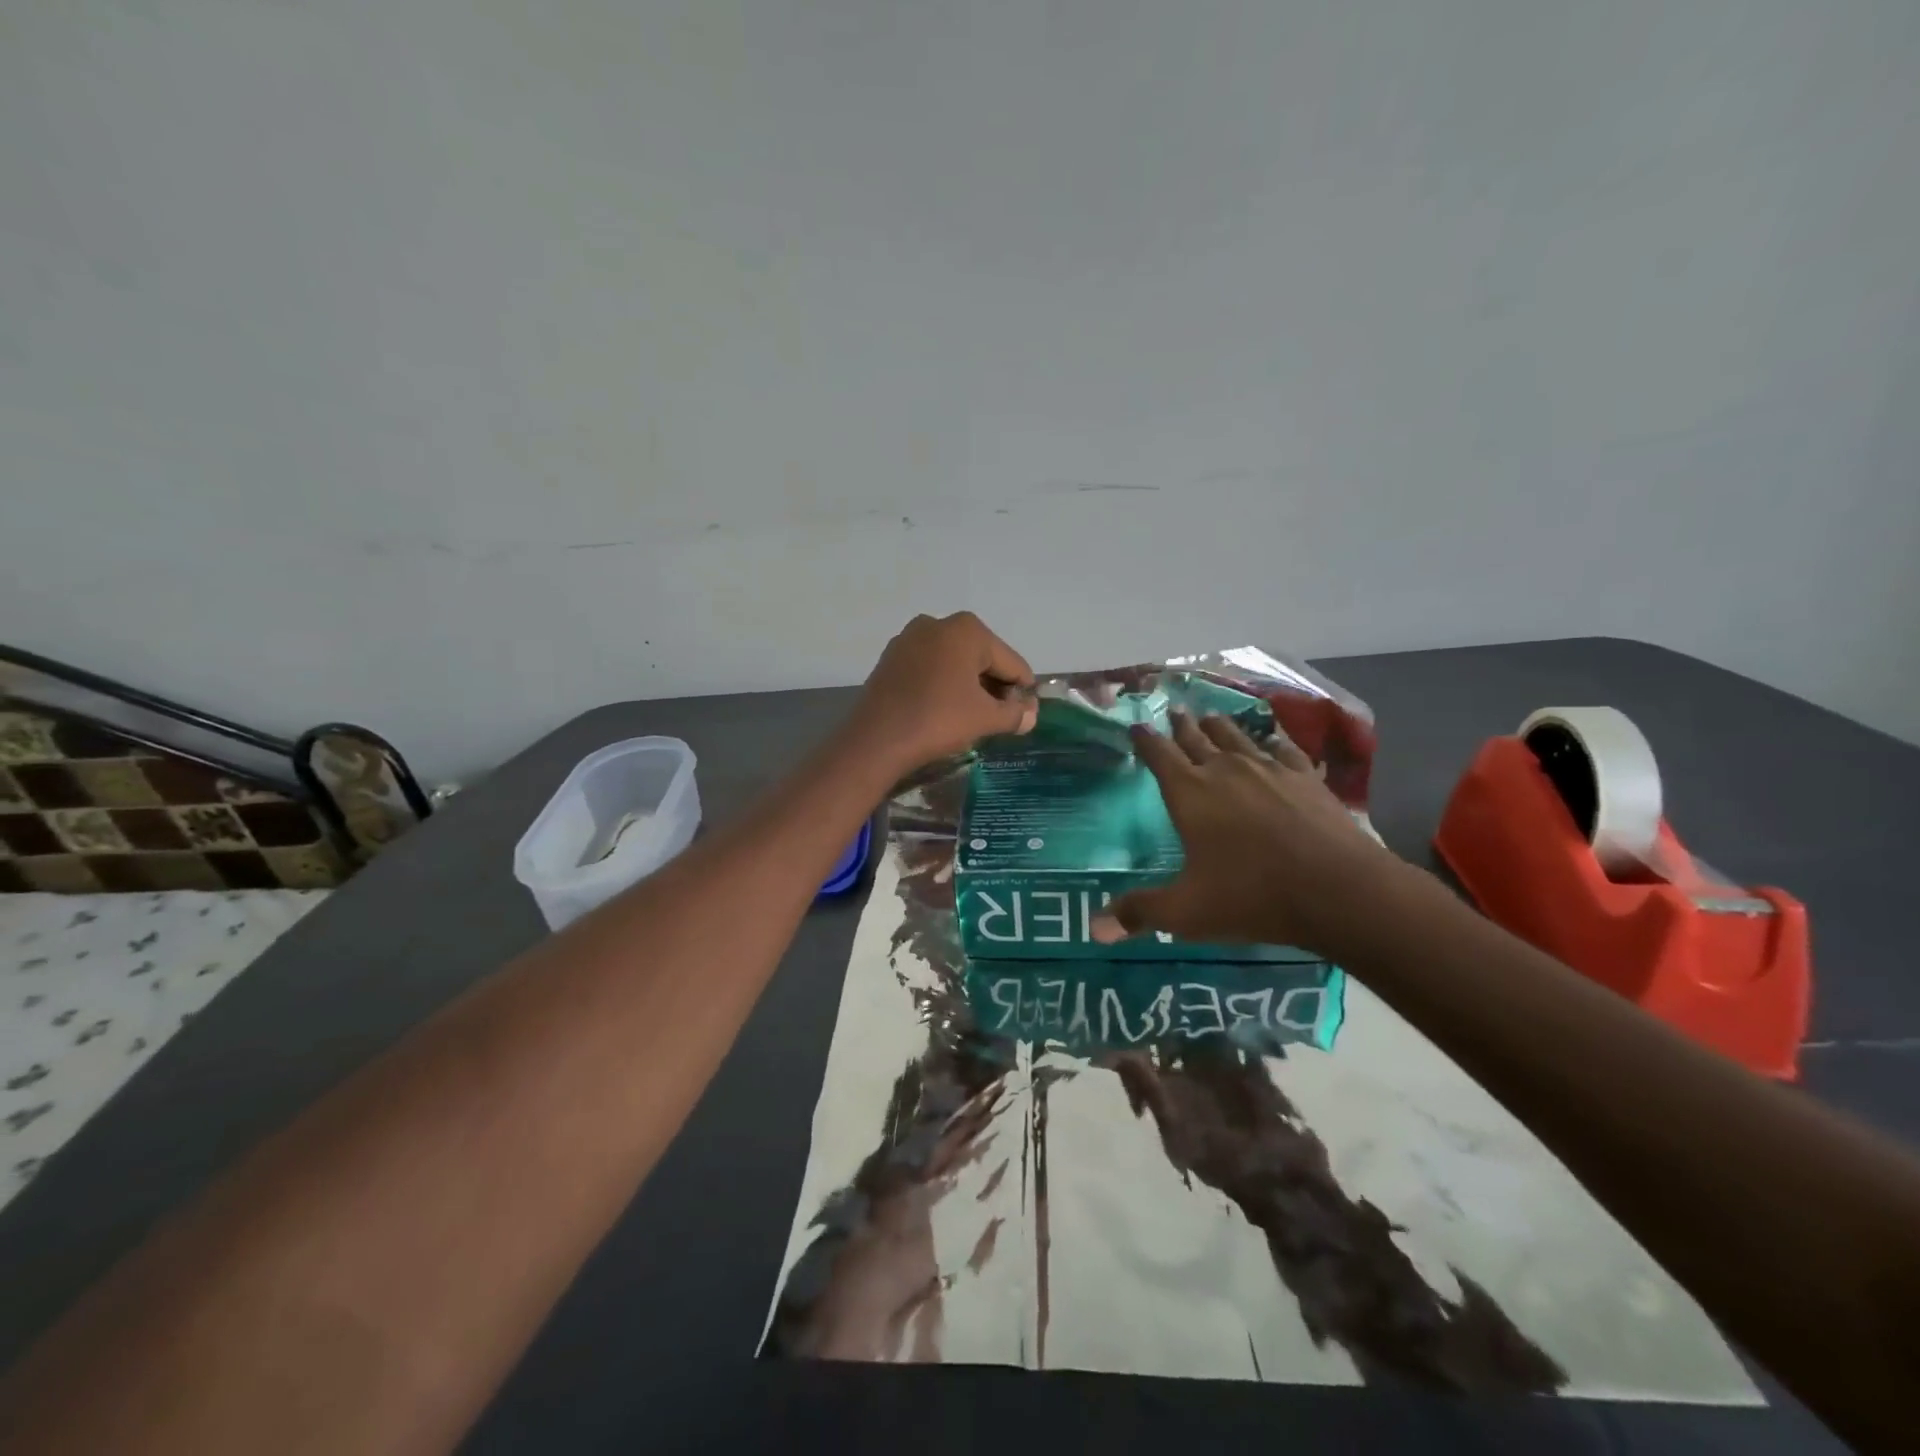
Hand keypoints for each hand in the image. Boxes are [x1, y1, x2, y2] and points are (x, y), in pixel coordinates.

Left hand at [847, 612, 1036, 774]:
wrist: (876, 740)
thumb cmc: (938, 720)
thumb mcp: (985, 719)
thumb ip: (1015, 714)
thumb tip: (1030, 715)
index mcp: (967, 630)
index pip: (1011, 662)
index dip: (1022, 691)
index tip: (1023, 716)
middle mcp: (938, 624)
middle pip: (982, 657)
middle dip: (994, 686)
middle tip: (998, 719)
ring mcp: (909, 638)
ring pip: (954, 662)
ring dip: (968, 686)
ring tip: (971, 717)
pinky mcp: (890, 658)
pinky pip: (929, 668)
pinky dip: (942, 684)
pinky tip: (943, 710)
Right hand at [1092, 710, 1399, 955]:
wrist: (1338, 889)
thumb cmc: (1251, 896)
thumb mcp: (1186, 912)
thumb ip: (1139, 912)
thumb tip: (1094, 928)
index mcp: (1190, 794)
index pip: (1159, 755)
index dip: (1145, 740)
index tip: (1137, 725)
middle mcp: (1225, 771)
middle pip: (1196, 738)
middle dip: (1181, 725)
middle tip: (1174, 710)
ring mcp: (1269, 769)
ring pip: (1236, 737)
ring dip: (1219, 726)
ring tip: (1211, 716)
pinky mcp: (1305, 778)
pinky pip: (1283, 749)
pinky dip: (1271, 740)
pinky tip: (1272, 740)